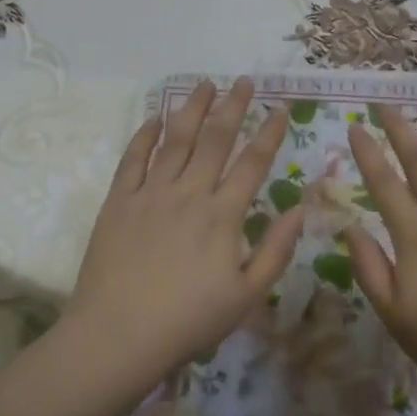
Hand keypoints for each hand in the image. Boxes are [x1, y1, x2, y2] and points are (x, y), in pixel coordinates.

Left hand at [66, 78, 302, 382]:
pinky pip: (133, 158)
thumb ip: (276, 250)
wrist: (117, 336)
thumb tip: (300, 209)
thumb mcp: (246, 296)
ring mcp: (150, 193)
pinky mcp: (118, 201)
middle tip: (243, 80)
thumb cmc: (188, 321)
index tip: (280, 106)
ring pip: (176, 139)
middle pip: (215, 139)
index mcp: (223, 215)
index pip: (252, 162)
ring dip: (192, 109)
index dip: (269, 132)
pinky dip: (145, 135)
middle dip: (233, 106)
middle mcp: (189, 192)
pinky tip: (155, 117)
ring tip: (204, 84)